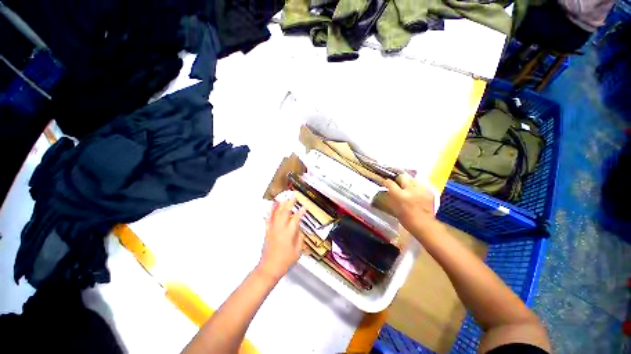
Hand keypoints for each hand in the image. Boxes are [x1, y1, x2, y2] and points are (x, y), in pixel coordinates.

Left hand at [258, 198, 305, 280]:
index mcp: (289, 232)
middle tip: (293, 196)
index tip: (304, 206)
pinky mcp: (267, 231)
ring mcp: (273, 229)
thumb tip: (299, 229)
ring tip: (284, 197)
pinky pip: (269, 218)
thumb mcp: (298, 250)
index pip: (296, 218)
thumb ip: (300, 237)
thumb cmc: (285, 261)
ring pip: (277, 213)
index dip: (301, 211)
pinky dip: (270, 211)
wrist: (270, 267)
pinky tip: (272, 206)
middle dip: (290, 203)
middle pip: (285, 212)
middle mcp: (281, 228)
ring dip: (281, 204)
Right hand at [383, 173, 436, 233]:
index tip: (385, 182)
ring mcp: (421, 190)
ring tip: (408, 188)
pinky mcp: (429, 192)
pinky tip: (417, 193)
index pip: (390, 183)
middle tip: (397, 184)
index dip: (386, 181)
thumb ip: (391, 198)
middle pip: (402, 177)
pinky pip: (421, 185)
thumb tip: (388, 191)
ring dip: (409, 183)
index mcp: (400, 195)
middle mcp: (411, 190)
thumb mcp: (395, 208)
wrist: (425, 225)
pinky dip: (417, 188)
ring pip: (413, 180)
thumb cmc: (407, 220)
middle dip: (399, 180)